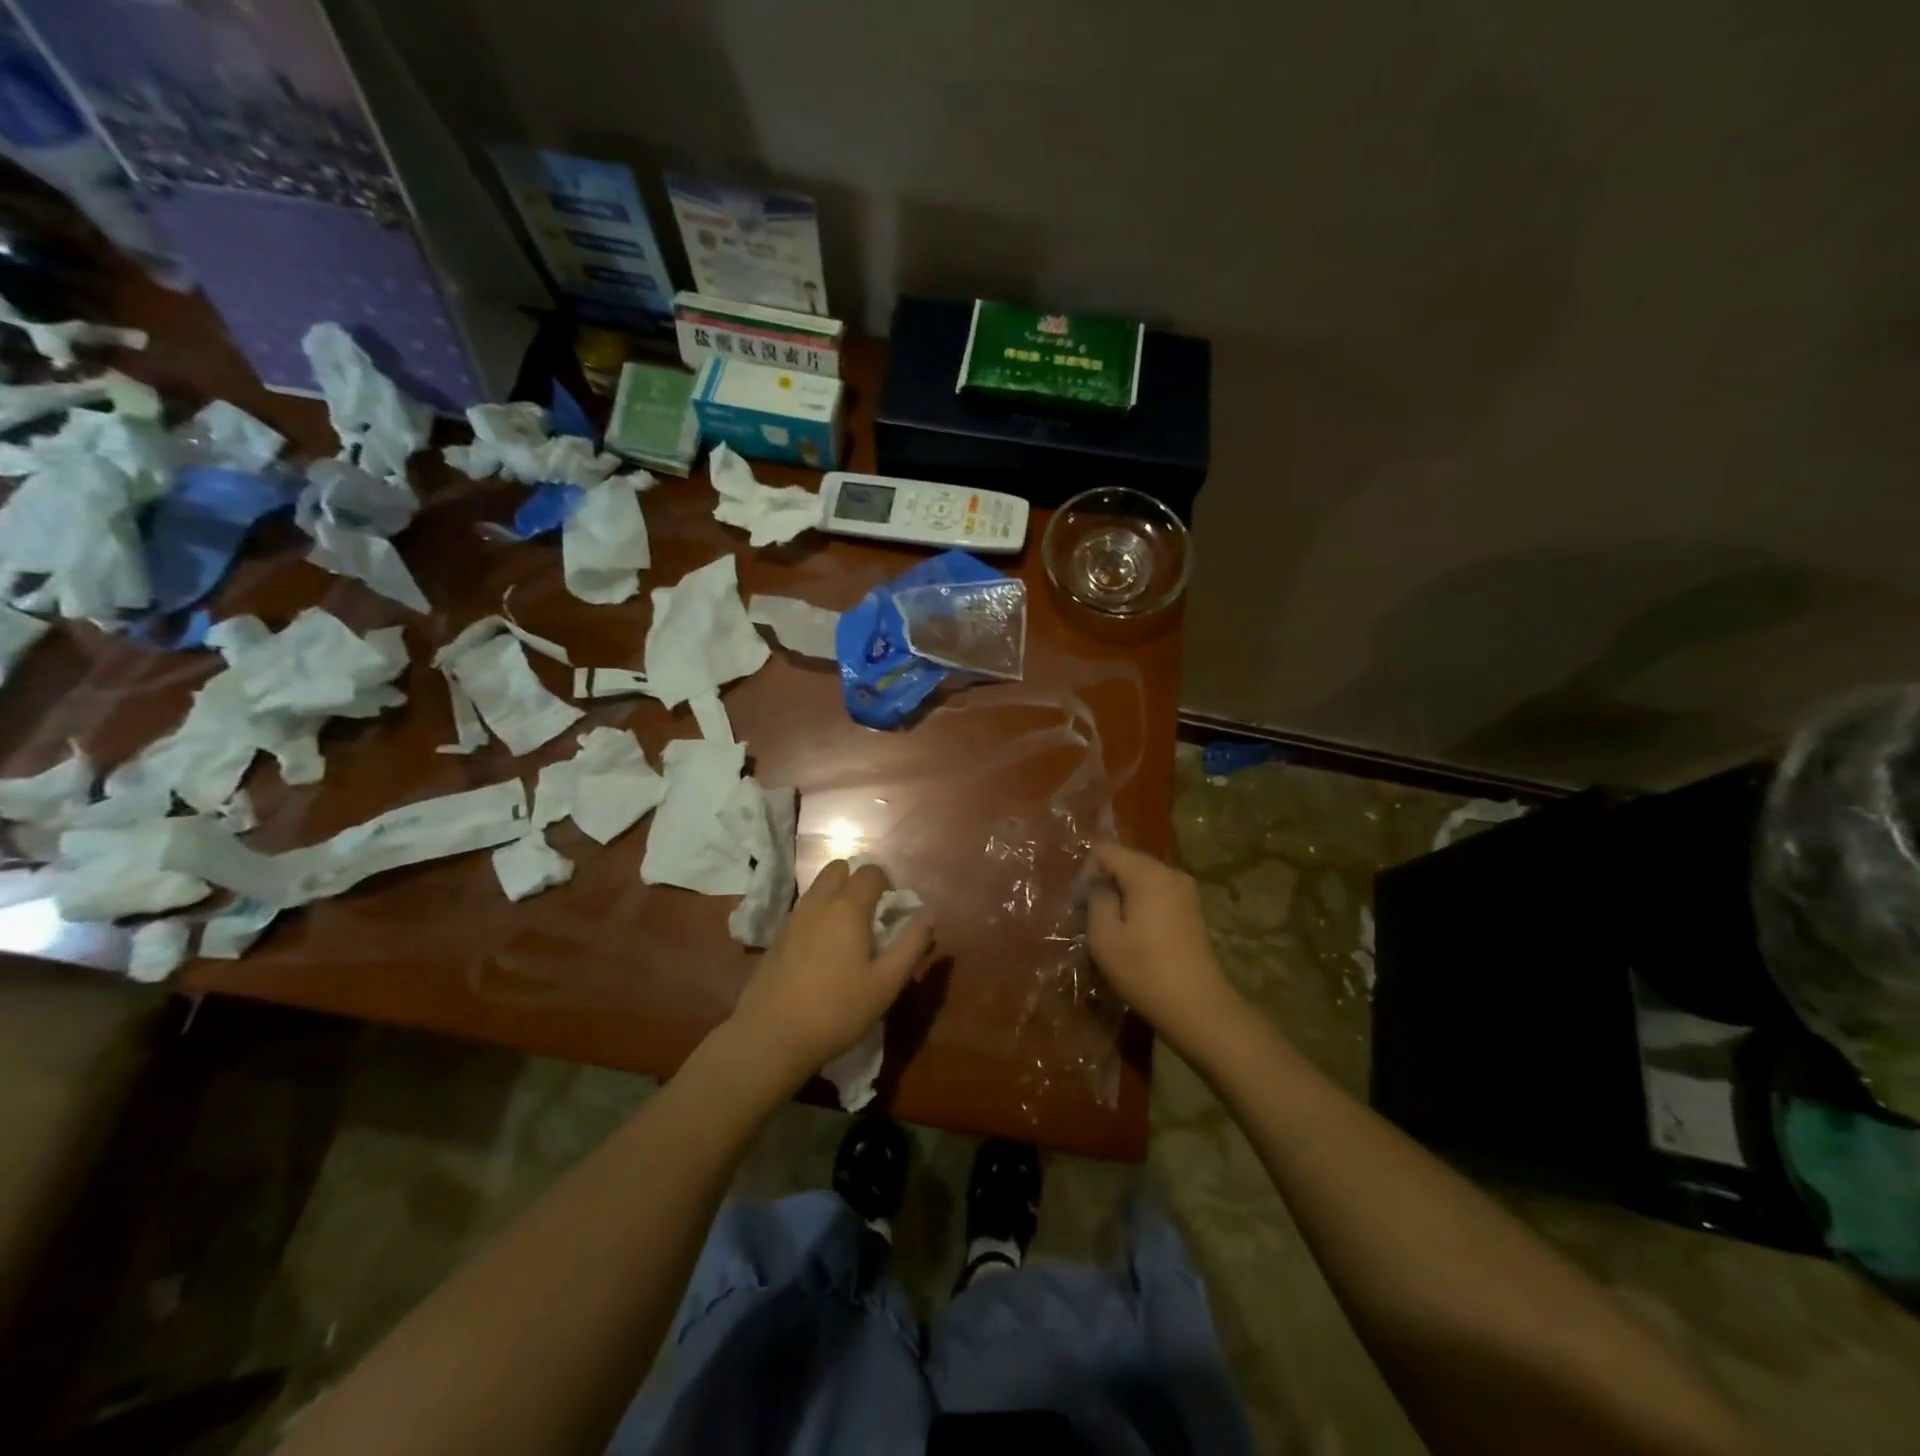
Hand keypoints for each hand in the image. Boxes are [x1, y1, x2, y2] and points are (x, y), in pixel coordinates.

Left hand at [728, 860, 935, 1086]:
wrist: (770, 1037)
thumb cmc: (837, 1010)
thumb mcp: (886, 983)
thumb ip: (911, 944)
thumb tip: (929, 913)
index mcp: (848, 907)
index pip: (871, 871)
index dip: (887, 883)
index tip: (894, 911)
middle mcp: (818, 902)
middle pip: (839, 868)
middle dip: (857, 881)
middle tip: (871, 915)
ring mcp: (792, 918)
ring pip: (818, 888)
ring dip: (836, 897)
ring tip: (848, 935)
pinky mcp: (776, 938)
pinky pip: (803, 910)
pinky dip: (818, 916)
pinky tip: (823, 952)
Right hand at [1086, 842, 1235, 1050]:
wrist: (1199, 1008)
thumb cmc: (1145, 971)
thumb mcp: (1104, 937)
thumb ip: (1097, 900)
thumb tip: (1100, 886)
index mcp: (1148, 874)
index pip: (1105, 851)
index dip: (1086, 873)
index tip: (1080, 905)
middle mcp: (1170, 873)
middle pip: (1126, 862)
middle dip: (1104, 883)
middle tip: (1090, 918)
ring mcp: (1186, 891)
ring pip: (1142, 879)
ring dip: (1122, 896)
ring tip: (1111, 928)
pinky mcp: (1193, 910)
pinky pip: (1158, 894)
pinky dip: (1141, 905)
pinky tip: (1135, 935)